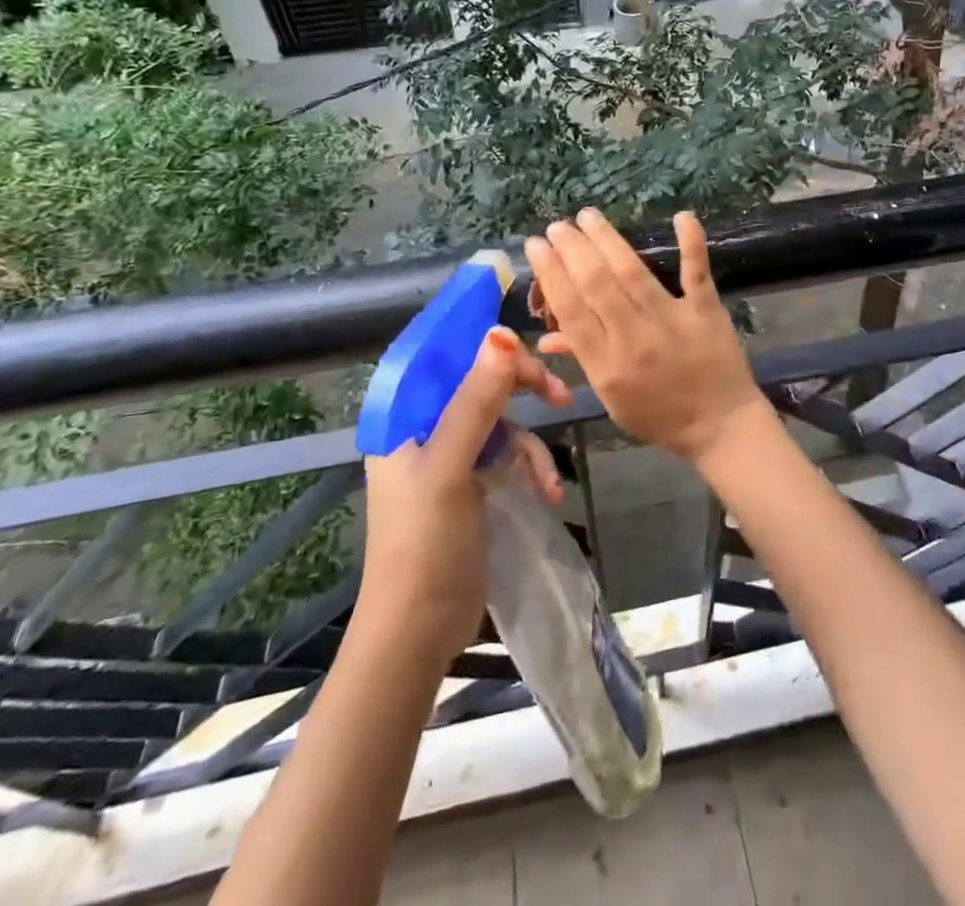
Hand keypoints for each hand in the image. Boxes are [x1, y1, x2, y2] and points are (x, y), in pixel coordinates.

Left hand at [359, 327, 568, 669]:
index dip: (481, 337)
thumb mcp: (450, 466)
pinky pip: (508, 455)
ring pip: (501, 420)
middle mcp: (424, 427)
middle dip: (522, 388)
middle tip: (560, 394)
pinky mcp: (471, 482)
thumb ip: (476, 400)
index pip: (443, 353)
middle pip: (480, 382)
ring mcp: (449, 455)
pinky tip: (548, 493)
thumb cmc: (423, 544)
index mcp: (403, 415)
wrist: (418, 631)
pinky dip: (530, 470)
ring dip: (532, 445)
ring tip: (551, 481)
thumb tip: (502, 333)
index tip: (528, 336)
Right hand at [526, 209, 770, 468]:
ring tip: (587, 216)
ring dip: (607, 239)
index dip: (550, 273)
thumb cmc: (658, 415)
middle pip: (596, 284)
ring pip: (632, 272)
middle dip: (572, 250)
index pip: (570, 310)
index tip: (536, 245)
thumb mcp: (611, 397)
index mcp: (606, 364)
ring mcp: (671, 321)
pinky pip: (696, 273)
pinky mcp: (705, 312)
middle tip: (558, 226)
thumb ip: (581, 360)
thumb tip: (545, 336)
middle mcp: (634, 339)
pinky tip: (681, 216)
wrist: (720, 427)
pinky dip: (691, 243)